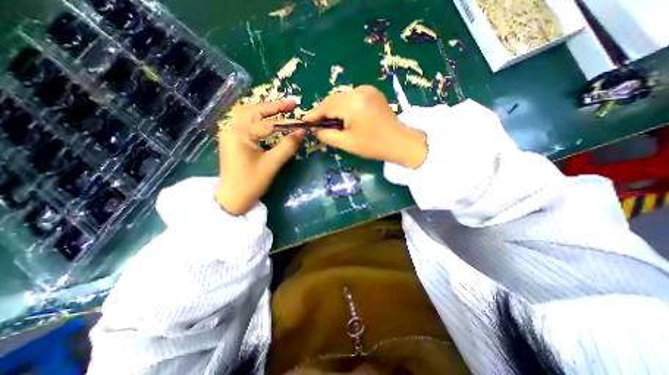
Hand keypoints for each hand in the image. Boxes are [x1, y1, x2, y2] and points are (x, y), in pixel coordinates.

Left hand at [217, 100, 304, 214]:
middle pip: (254, 111)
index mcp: (239, 134)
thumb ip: (287, 146)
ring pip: (250, 116)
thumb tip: (302, 132)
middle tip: (292, 104)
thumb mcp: (272, 164)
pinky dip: (261, 120)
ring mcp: (231, 134)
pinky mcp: (234, 141)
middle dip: (274, 107)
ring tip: (284, 109)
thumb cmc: (251, 183)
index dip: (287, 122)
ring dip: (266, 111)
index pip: (268, 123)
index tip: (303, 121)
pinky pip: (248, 125)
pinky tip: (271, 121)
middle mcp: (232, 129)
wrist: (232, 199)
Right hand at [305, 85, 424, 167]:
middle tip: (317, 125)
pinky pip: (351, 98)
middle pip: (333, 100)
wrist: (400, 142)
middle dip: (323, 112)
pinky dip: (344, 107)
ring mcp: (367, 89)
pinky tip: (344, 118)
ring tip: (330, 124)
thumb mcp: (346, 143)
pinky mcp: (372, 92)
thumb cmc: (373, 146)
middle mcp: (359, 91)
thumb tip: (314, 129)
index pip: (326, 105)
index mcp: (353, 104)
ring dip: (334, 110)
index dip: (313, 114)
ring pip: (341, 98)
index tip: (304, 121)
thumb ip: (326, 135)